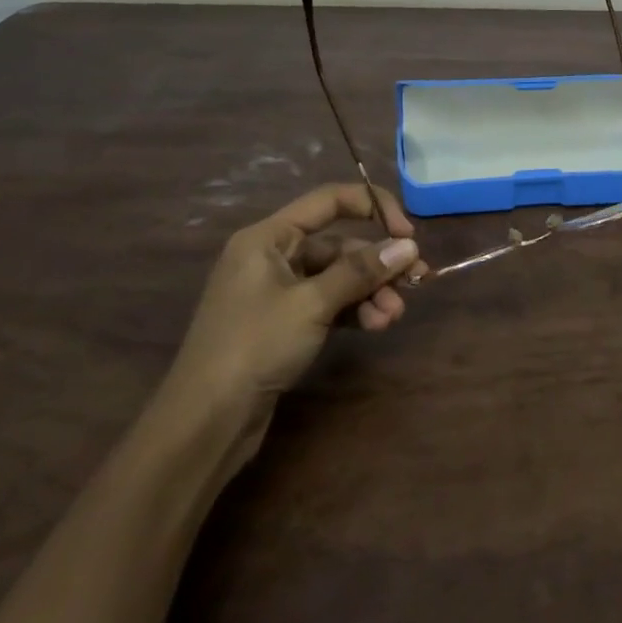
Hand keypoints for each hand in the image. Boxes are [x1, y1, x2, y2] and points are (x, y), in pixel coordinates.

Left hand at [157, 184, 421, 460]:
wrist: (206, 421)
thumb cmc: (254, 346)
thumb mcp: (312, 303)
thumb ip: (361, 271)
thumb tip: (409, 246)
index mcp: (268, 238)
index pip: (329, 201)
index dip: (373, 207)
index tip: (408, 233)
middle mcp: (272, 257)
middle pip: (339, 246)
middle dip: (377, 265)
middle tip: (415, 282)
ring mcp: (278, 292)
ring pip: (339, 278)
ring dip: (370, 292)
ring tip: (392, 317)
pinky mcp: (285, 323)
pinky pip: (330, 303)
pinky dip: (355, 310)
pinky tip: (376, 325)